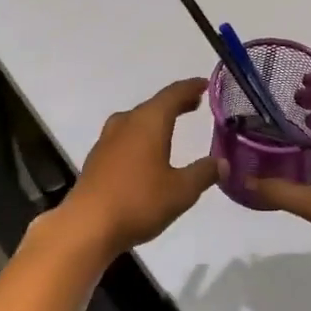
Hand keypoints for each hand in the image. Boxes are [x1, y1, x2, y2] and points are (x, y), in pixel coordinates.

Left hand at [59, 78, 219, 254]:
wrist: (87, 225)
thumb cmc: (138, 202)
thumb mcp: (181, 191)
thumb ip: (203, 173)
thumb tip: (222, 162)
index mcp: (148, 122)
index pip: (173, 94)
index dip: (191, 88)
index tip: (205, 84)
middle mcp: (126, 123)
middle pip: (154, 104)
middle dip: (175, 103)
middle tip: (195, 103)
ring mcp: (107, 139)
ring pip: (137, 119)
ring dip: (156, 118)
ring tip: (171, 124)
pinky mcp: (97, 158)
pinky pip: (125, 135)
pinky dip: (141, 134)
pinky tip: (146, 151)